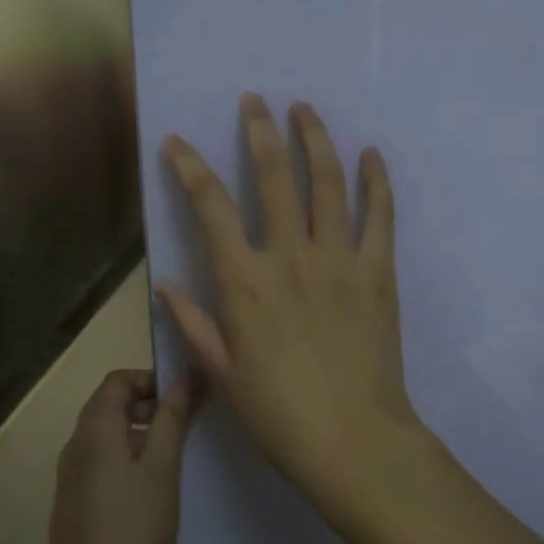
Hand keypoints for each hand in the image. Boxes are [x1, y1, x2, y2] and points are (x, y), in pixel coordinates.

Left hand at [46, 368, 193, 543]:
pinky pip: (99, 469)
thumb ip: (172, 417)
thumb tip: (182, 377)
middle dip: (146, 406)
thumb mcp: (163, 468)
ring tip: (173, 459)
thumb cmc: (136, 529)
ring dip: (138, 436)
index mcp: (93, 431)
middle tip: (184, 425)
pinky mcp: (71, 512)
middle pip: (108, 407)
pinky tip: (149, 495)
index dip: (150, 379)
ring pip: (104, 440)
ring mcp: (68, 482)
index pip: (116, 380)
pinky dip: (124, 464)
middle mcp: (73, 448)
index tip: (183, 396)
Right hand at [156, 95, 420, 512]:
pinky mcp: (377, 272)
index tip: (177, 141)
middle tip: (254, 101)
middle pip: (272, 176)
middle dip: (259, 131)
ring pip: (325, 182)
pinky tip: (370, 154)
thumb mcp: (223, 372)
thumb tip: (165, 282)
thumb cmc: (279, 414)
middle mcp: (288, 256)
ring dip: (313, 139)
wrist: (354, 443)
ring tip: (304, 108)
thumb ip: (193, 322)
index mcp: (244, 281)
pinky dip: (376, 181)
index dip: (189, 168)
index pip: (210, 207)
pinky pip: (378, 216)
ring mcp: (337, 259)